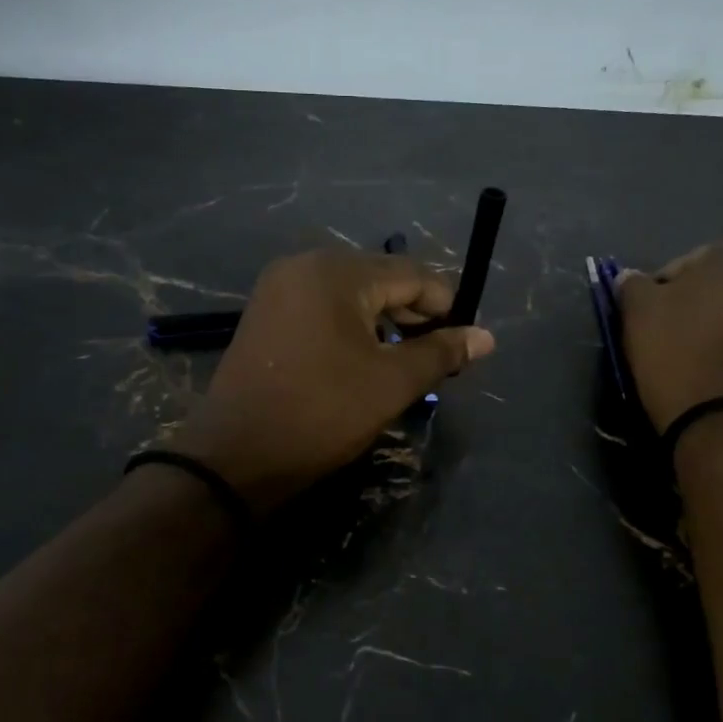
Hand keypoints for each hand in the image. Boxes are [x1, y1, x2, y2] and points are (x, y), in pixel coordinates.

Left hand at [169, 248, 496, 511]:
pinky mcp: (266, 312)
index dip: (445, 306)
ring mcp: (279, 287)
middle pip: (381, 277)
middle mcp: (305, 264)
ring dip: (384, 321)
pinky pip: (323, 306)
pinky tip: (361, 358)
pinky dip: (351, 325)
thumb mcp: (391, 383)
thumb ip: (441, 353)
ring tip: (402, 360)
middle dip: (414, 314)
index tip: (463, 342)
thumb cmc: (322, 413)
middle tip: (435, 355)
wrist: (236, 456)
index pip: (412, 274)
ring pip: (352, 293)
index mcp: (337, 272)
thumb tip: (486, 337)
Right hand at [618, 243, 722, 432]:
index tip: (651, 315)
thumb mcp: (637, 312)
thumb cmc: (675, 353)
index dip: (665, 288)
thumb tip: (632, 277)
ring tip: (718, 357)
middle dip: (711, 305)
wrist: (720, 419)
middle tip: (684, 335)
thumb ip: (634, 285)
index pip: (690, 263)